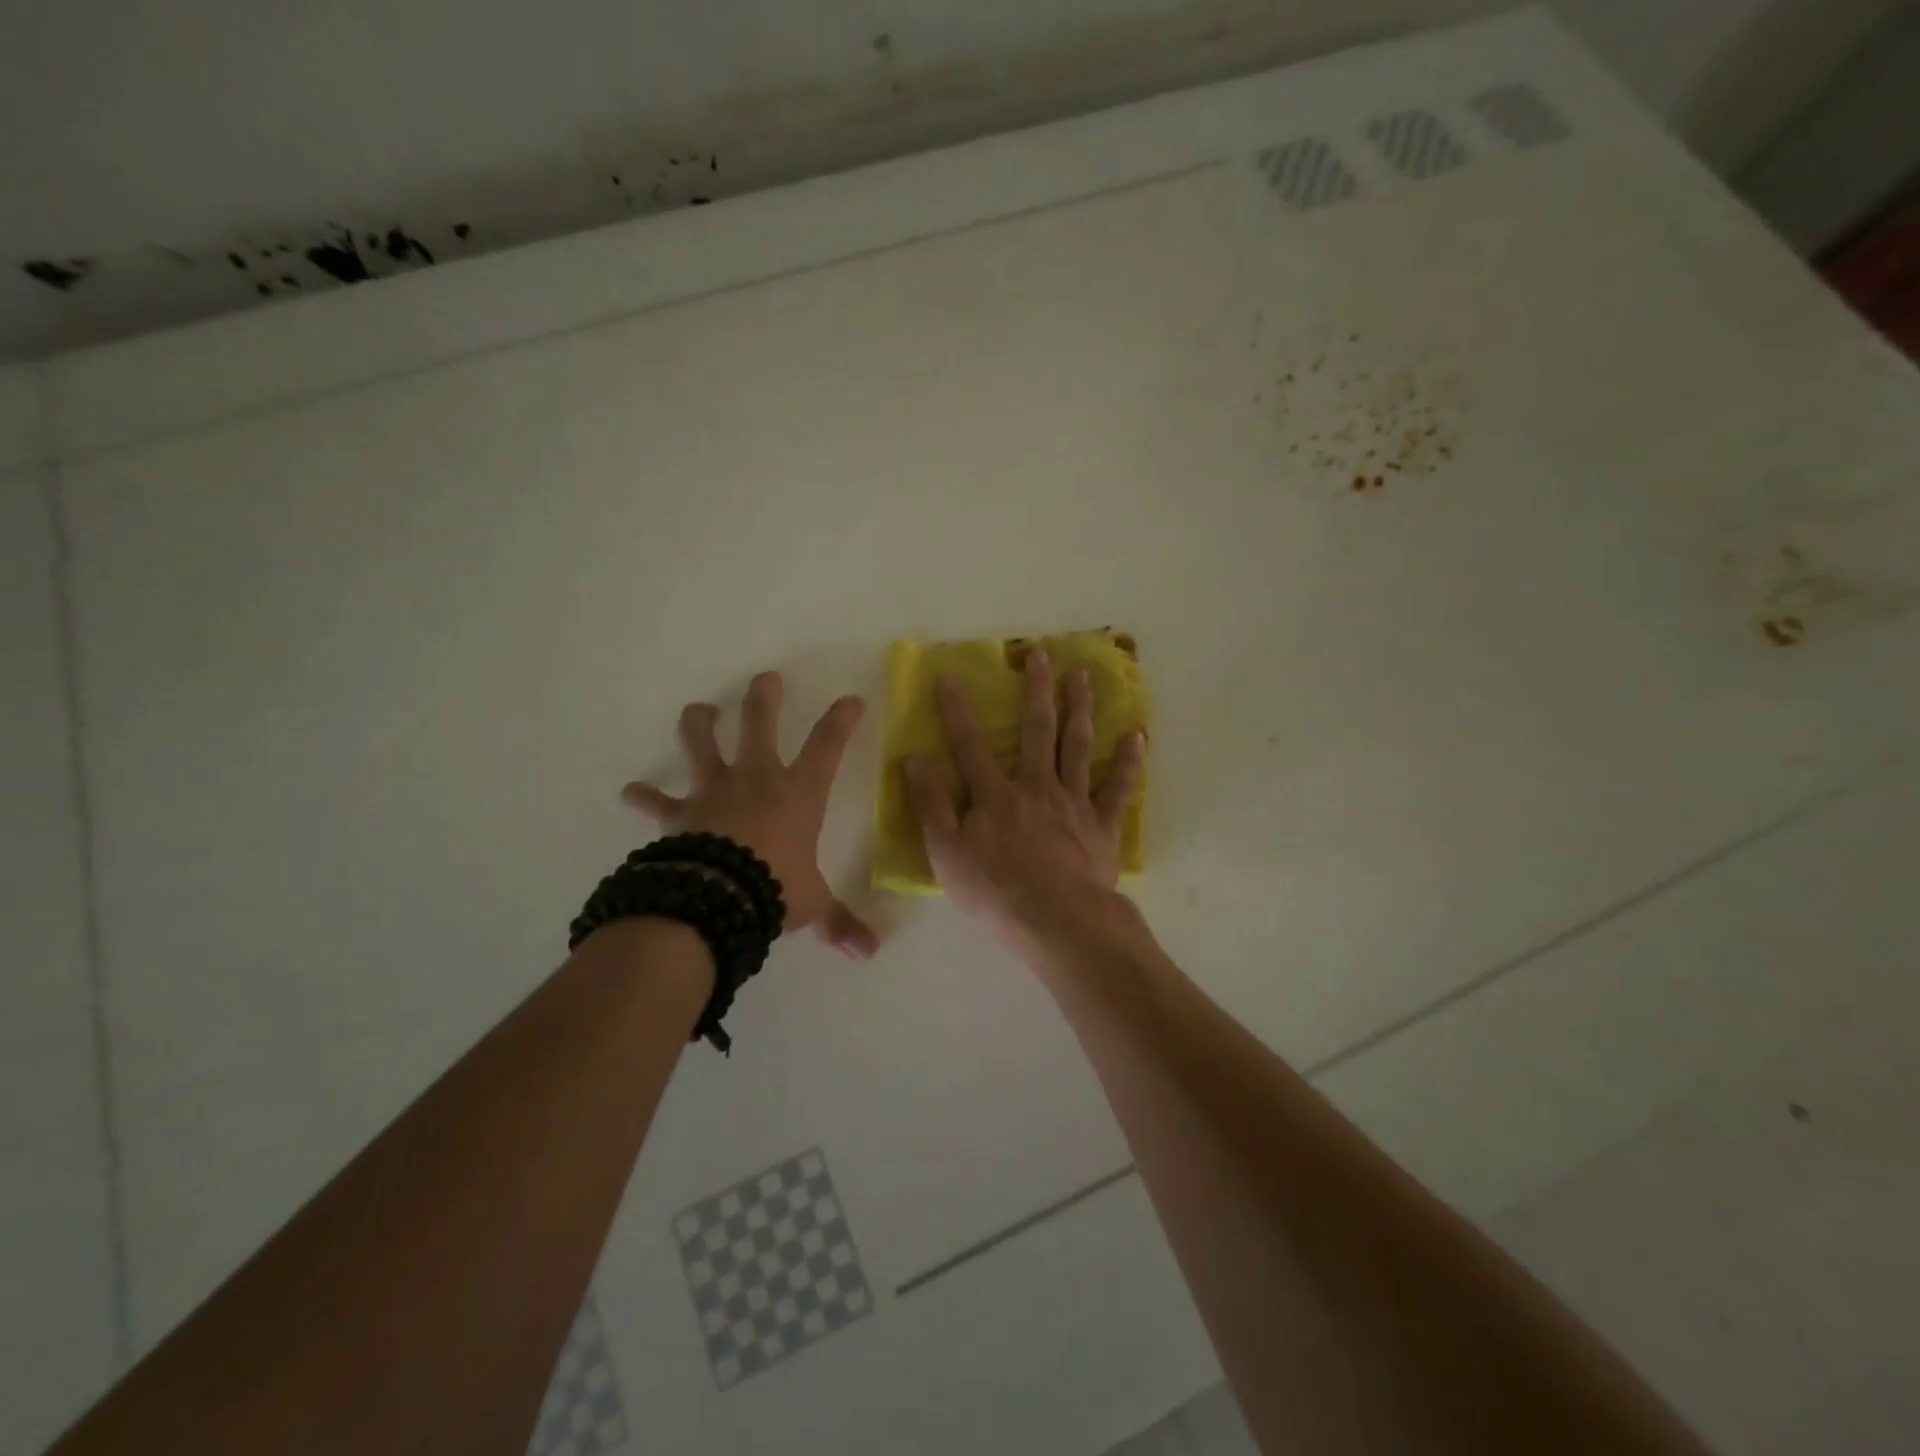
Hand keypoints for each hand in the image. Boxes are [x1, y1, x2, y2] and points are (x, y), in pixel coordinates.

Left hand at [622, 672, 878, 959]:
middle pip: (759, 723)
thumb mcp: (813, 905)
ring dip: (700, 723)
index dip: (842, 720)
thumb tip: (869, 953)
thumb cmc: (775, 889)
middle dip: (764, 697)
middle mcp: (756, 779)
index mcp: (798, 793)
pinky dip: (644, 796)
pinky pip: (656, 801)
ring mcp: (714, 790)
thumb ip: (839, 923)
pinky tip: (631, 792)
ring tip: (700, 711)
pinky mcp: (680, 813)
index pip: (828, 746)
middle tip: (766, 679)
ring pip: (702, 743)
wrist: (717, 898)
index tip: (851, 699)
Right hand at [904, 649, 1143, 940]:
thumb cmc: (995, 892)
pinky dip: (1128, 763)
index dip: (957, 711)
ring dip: (1080, 709)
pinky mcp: (1102, 825)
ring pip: (1078, 747)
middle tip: (1041, 656)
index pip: (970, 746)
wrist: (1057, 921)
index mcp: (995, 796)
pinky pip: (1117, 789)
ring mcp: (1074, 803)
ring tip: (1083, 677)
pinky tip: (1136, 737)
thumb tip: (914, 758)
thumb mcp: (947, 853)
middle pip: (1037, 731)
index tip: (950, 677)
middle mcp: (1036, 787)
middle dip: (1037, 691)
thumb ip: (932, 804)